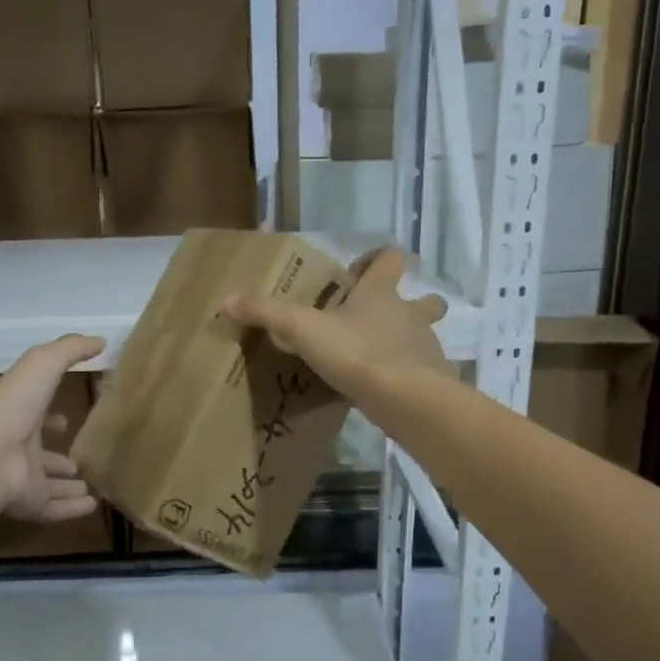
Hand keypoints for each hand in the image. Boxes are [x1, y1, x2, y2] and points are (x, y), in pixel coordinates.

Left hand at [0, 333, 105, 521]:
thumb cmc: (14, 404)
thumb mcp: (43, 363)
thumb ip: (71, 349)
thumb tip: (100, 340)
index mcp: (20, 415)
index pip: (36, 416)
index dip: (50, 417)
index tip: (65, 420)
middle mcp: (18, 448)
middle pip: (41, 456)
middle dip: (58, 459)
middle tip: (79, 463)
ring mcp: (22, 479)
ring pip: (47, 485)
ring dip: (66, 486)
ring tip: (89, 486)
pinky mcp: (29, 504)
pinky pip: (54, 510)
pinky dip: (71, 510)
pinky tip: (92, 507)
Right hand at [224, 249, 447, 399]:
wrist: (408, 400)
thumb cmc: (358, 353)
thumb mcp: (304, 330)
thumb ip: (268, 313)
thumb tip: (228, 299)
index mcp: (381, 293)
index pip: (390, 260)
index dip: (376, 260)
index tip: (356, 273)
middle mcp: (410, 315)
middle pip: (423, 301)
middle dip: (410, 304)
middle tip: (377, 319)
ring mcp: (425, 348)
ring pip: (422, 336)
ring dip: (404, 342)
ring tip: (375, 357)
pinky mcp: (431, 380)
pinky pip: (419, 371)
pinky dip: (405, 376)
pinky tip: (383, 390)